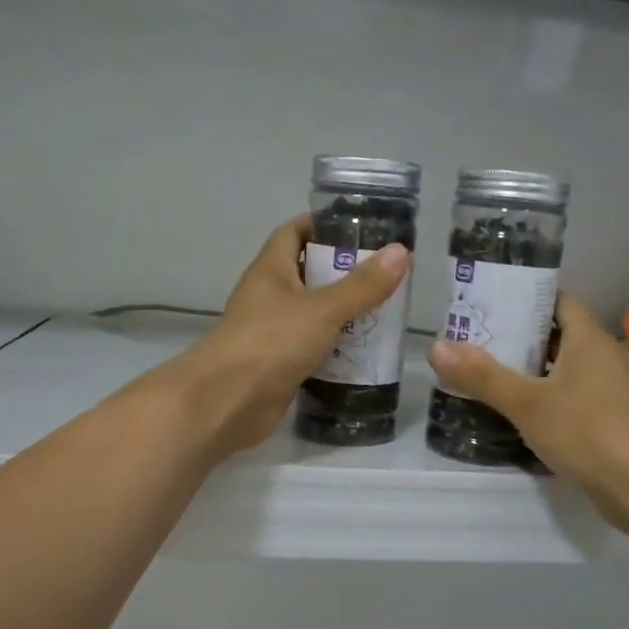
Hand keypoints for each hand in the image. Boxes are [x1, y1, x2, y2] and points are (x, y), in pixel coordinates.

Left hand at [170, 214, 409, 457]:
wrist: (227, 402)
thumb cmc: (271, 342)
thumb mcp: (323, 309)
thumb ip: (362, 285)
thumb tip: (401, 252)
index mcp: (271, 269)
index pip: (294, 232)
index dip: (323, 226)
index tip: (361, 229)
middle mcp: (269, 295)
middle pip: (307, 272)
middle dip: (343, 272)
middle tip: (384, 274)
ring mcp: (272, 331)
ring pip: (312, 312)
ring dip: (343, 311)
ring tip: (384, 311)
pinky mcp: (278, 363)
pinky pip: (311, 346)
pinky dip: (335, 346)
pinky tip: (365, 351)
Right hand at [426, 294, 628, 535]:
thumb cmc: (587, 431)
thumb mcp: (527, 402)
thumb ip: (482, 375)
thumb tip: (435, 347)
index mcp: (588, 338)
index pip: (558, 301)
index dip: (526, 297)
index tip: (490, 301)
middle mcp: (601, 357)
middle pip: (556, 335)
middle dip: (518, 336)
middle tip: (475, 339)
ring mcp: (606, 391)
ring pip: (562, 369)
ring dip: (529, 370)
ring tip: (485, 372)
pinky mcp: (606, 421)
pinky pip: (568, 398)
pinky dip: (543, 398)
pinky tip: (515, 412)